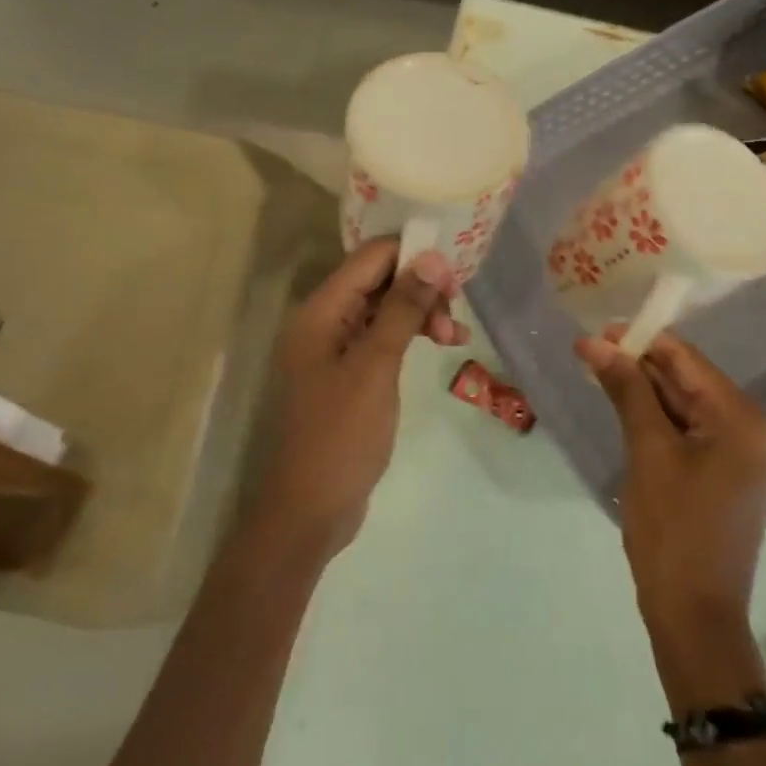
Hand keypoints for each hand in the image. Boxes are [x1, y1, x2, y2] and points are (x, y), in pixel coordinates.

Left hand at [253, 239, 466, 560]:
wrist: (309, 510)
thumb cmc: (340, 435)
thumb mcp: (376, 366)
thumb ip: (402, 308)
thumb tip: (431, 257)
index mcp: (319, 311)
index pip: (370, 257)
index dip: (413, 255)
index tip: (455, 274)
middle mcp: (322, 321)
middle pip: (377, 281)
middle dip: (420, 289)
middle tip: (456, 313)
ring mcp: (333, 349)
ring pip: (383, 310)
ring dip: (419, 315)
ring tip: (455, 339)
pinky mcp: (346, 374)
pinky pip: (380, 339)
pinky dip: (409, 338)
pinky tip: (440, 347)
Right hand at [576, 329, 765, 631]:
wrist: (694, 616)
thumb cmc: (672, 530)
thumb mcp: (647, 452)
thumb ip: (627, 390)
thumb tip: (595, 342)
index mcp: (743, 419)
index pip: (687, 360)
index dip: (642, 340)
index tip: (597, 331)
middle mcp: (753, 430)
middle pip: (689, 381)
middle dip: (640, 366)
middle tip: (590, 354)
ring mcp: (744, 455)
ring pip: (687, 406)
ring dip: (645, 392)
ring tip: (599, 376)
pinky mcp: (729, 476)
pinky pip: (691, 433)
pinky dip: (659, 420)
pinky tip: (625, 411)